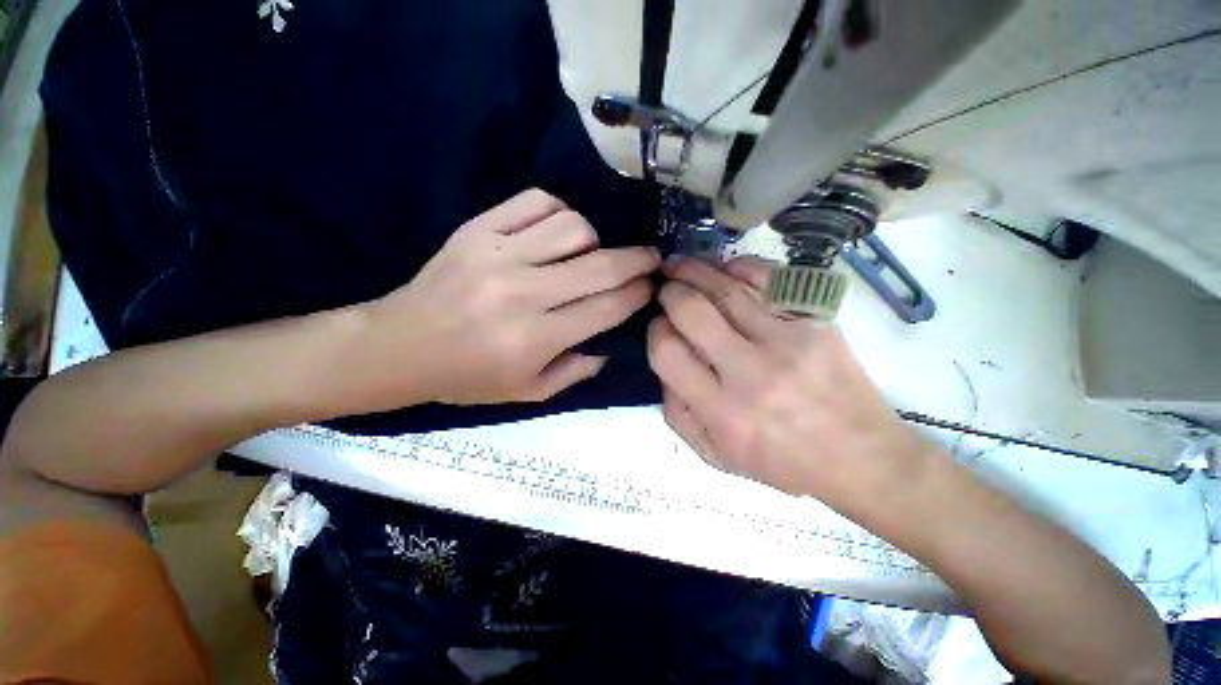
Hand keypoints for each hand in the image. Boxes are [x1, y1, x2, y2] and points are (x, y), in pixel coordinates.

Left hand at [358, 189, 657, 406]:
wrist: (401, 346)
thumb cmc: (469, 377)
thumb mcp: (530, 392)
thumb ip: (578, 369)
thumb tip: (612, 339)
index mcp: (535, 339)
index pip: (607, 308)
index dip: (638, 294)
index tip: (653, 286)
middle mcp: (521, 293)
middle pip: (600, 265)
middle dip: (638, 261)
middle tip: (651, 259)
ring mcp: (497, 254)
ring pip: (573, 227)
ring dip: (595, 240)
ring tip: (591, 254)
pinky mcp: (477, 229)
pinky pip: (535, 202)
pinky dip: (560, 212)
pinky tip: (559, 232)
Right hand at [648, 257, 929, 507]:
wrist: (861, 458)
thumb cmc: (781, 462)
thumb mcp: (715, 456)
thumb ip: (677, 414)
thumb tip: (663, 366)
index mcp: (722, 412)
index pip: (668, 352)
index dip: (655, 330)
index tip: (658, 325)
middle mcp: (751, 373)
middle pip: (692, 311)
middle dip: (670, 292)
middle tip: (663, 287)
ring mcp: (788, 342)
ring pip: (727, 289)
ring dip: (695, 270)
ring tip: (679, 265)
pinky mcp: (817, 323)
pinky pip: (771, 280)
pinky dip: (740, 267)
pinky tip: (724, 267)